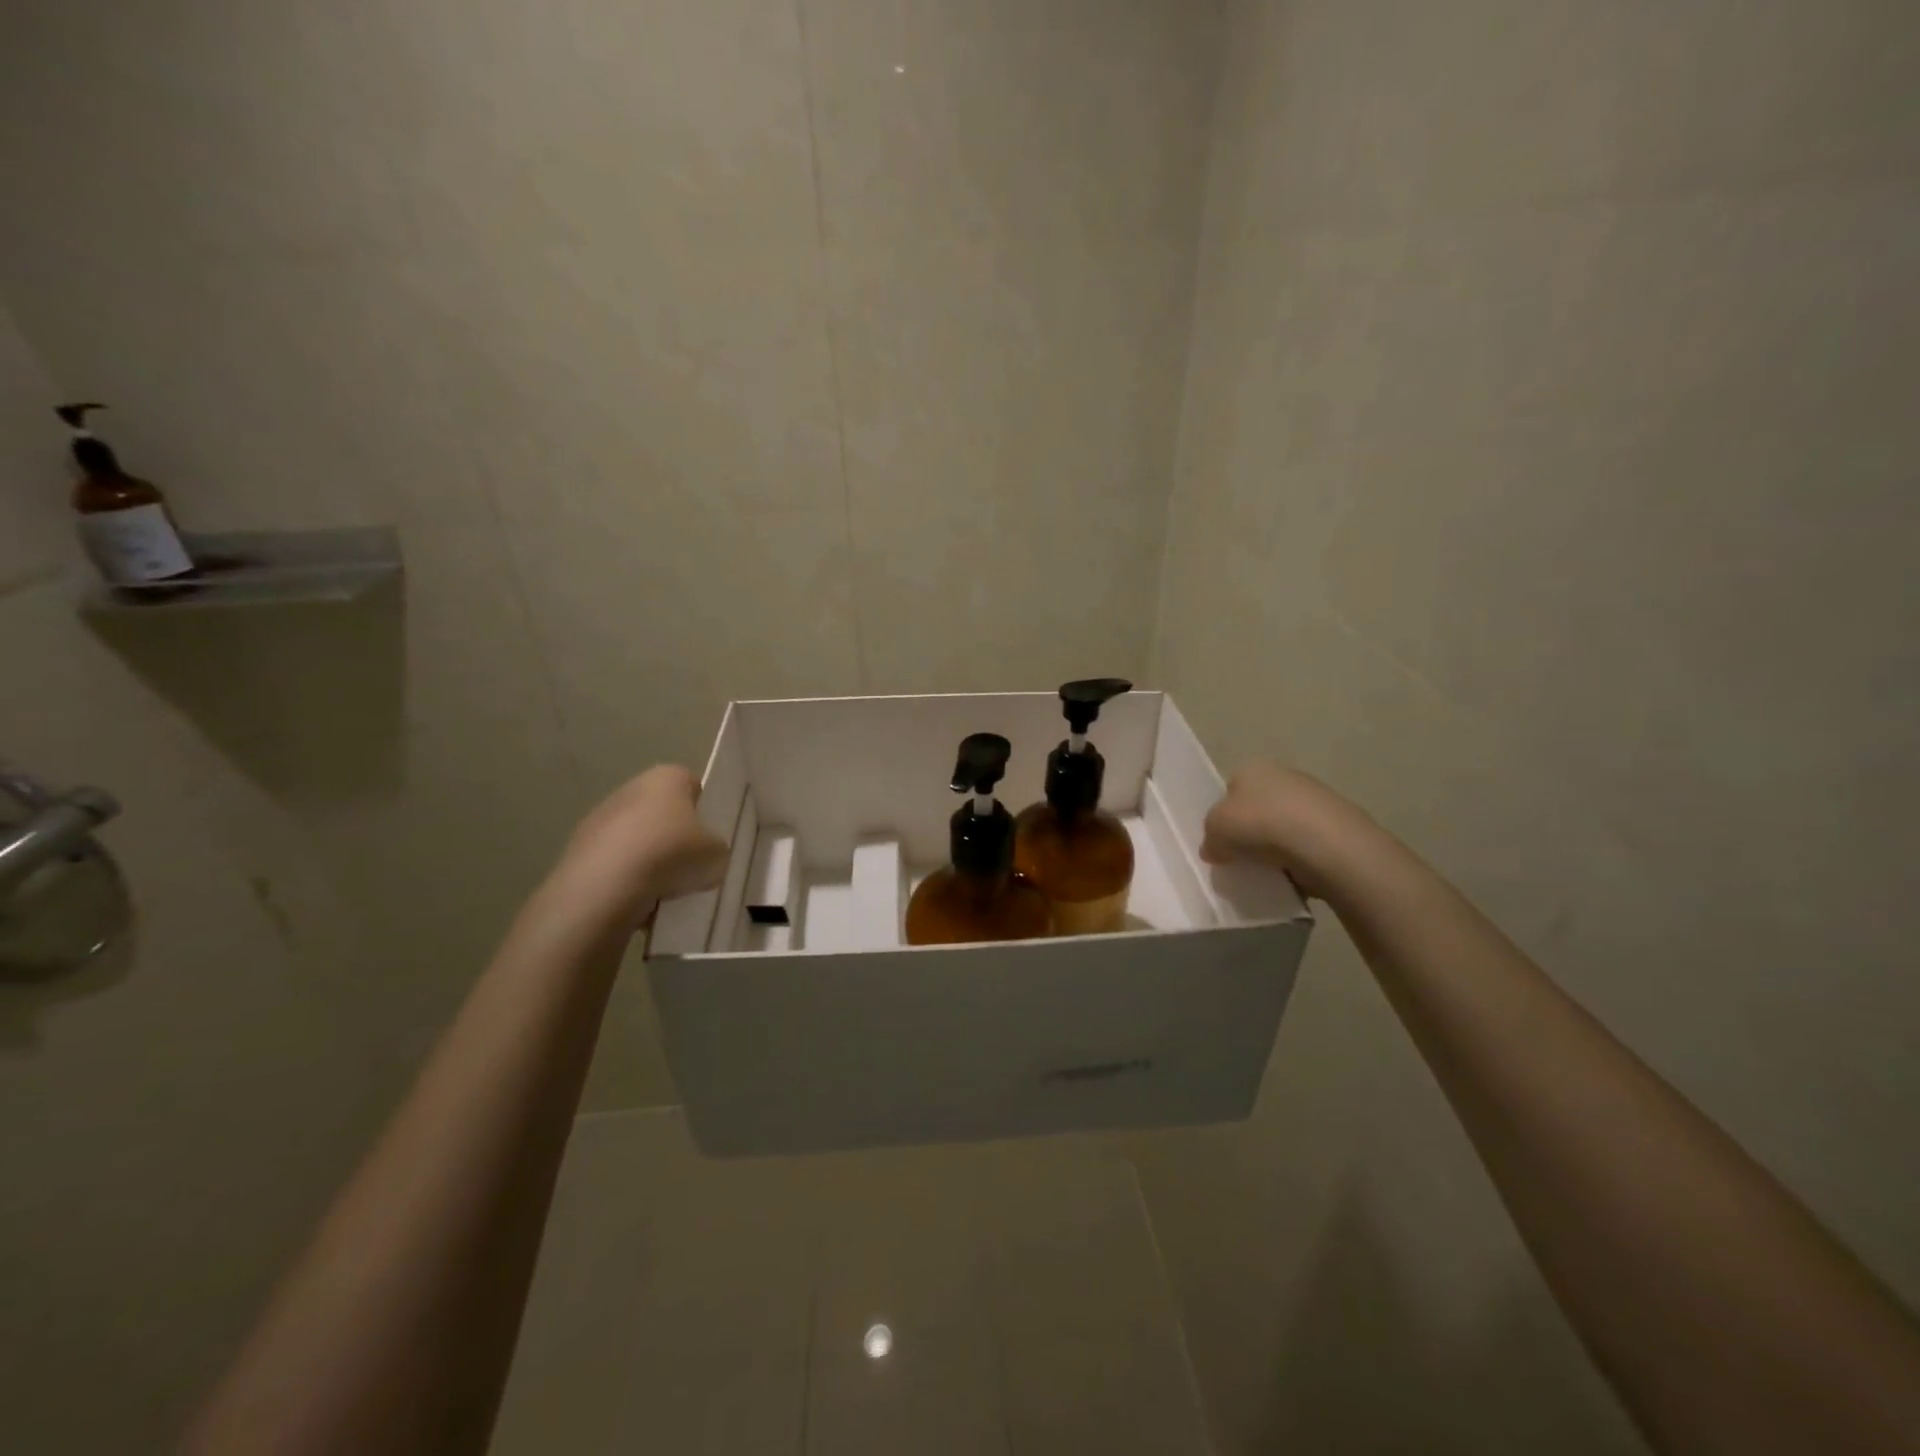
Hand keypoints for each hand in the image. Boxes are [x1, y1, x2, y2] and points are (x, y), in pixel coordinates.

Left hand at [550, 765, 729, 928]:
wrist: (605, 888)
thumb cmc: (670, 855)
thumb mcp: (717, 855)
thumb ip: (717, 850)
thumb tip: (707, 857)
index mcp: (667, 778)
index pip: (692, 786)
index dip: (704, 811)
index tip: (710, 838)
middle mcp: (630, 789)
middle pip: (661, 812)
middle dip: (674, 837)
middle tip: (689, 866)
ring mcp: (599, 818)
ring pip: (635, 839)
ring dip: (648, 860)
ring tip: (662, 892)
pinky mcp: (577, 850)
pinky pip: (613, 864)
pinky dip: (624, 880)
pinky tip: (636, 902)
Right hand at [1201, 762, 1374, 899]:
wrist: (1326, 845)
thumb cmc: (1260, 825)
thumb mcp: (1215, 830)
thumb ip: (1209, 838)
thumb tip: (1214, 849)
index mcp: (1252, 768)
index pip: (1230, 789)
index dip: (1223, 816)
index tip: (1222, 842)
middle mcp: (1284, 775)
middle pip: (1258, 806)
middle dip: (1251, 831)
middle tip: (1242, 858)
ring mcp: (1316, 798)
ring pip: (1284, 825)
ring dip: (1277, 846)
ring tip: (1270, 871)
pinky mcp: (1339, 824)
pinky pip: (1307, 844)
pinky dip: (1300, 858)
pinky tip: (1295, 875)